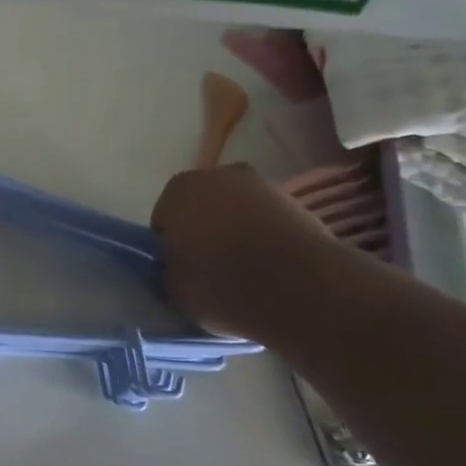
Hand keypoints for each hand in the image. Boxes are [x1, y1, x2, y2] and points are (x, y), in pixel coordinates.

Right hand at [150, 164, 346, 338]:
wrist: (300, 287)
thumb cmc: (221, 283)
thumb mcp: (172, 290)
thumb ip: (168, 272)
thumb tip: (176, 271)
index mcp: (177, 191)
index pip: (164, 220)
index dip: (171, 248)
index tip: (180, 271)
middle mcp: (217, 176)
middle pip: (201, 209)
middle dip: (203, 233)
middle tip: (210, 270)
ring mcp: (262, 185)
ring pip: (236, 213)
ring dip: (236, 233)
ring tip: (245, 272)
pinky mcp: (298, 202)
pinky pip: (268, 221)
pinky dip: (266, 238)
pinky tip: (272, 268)